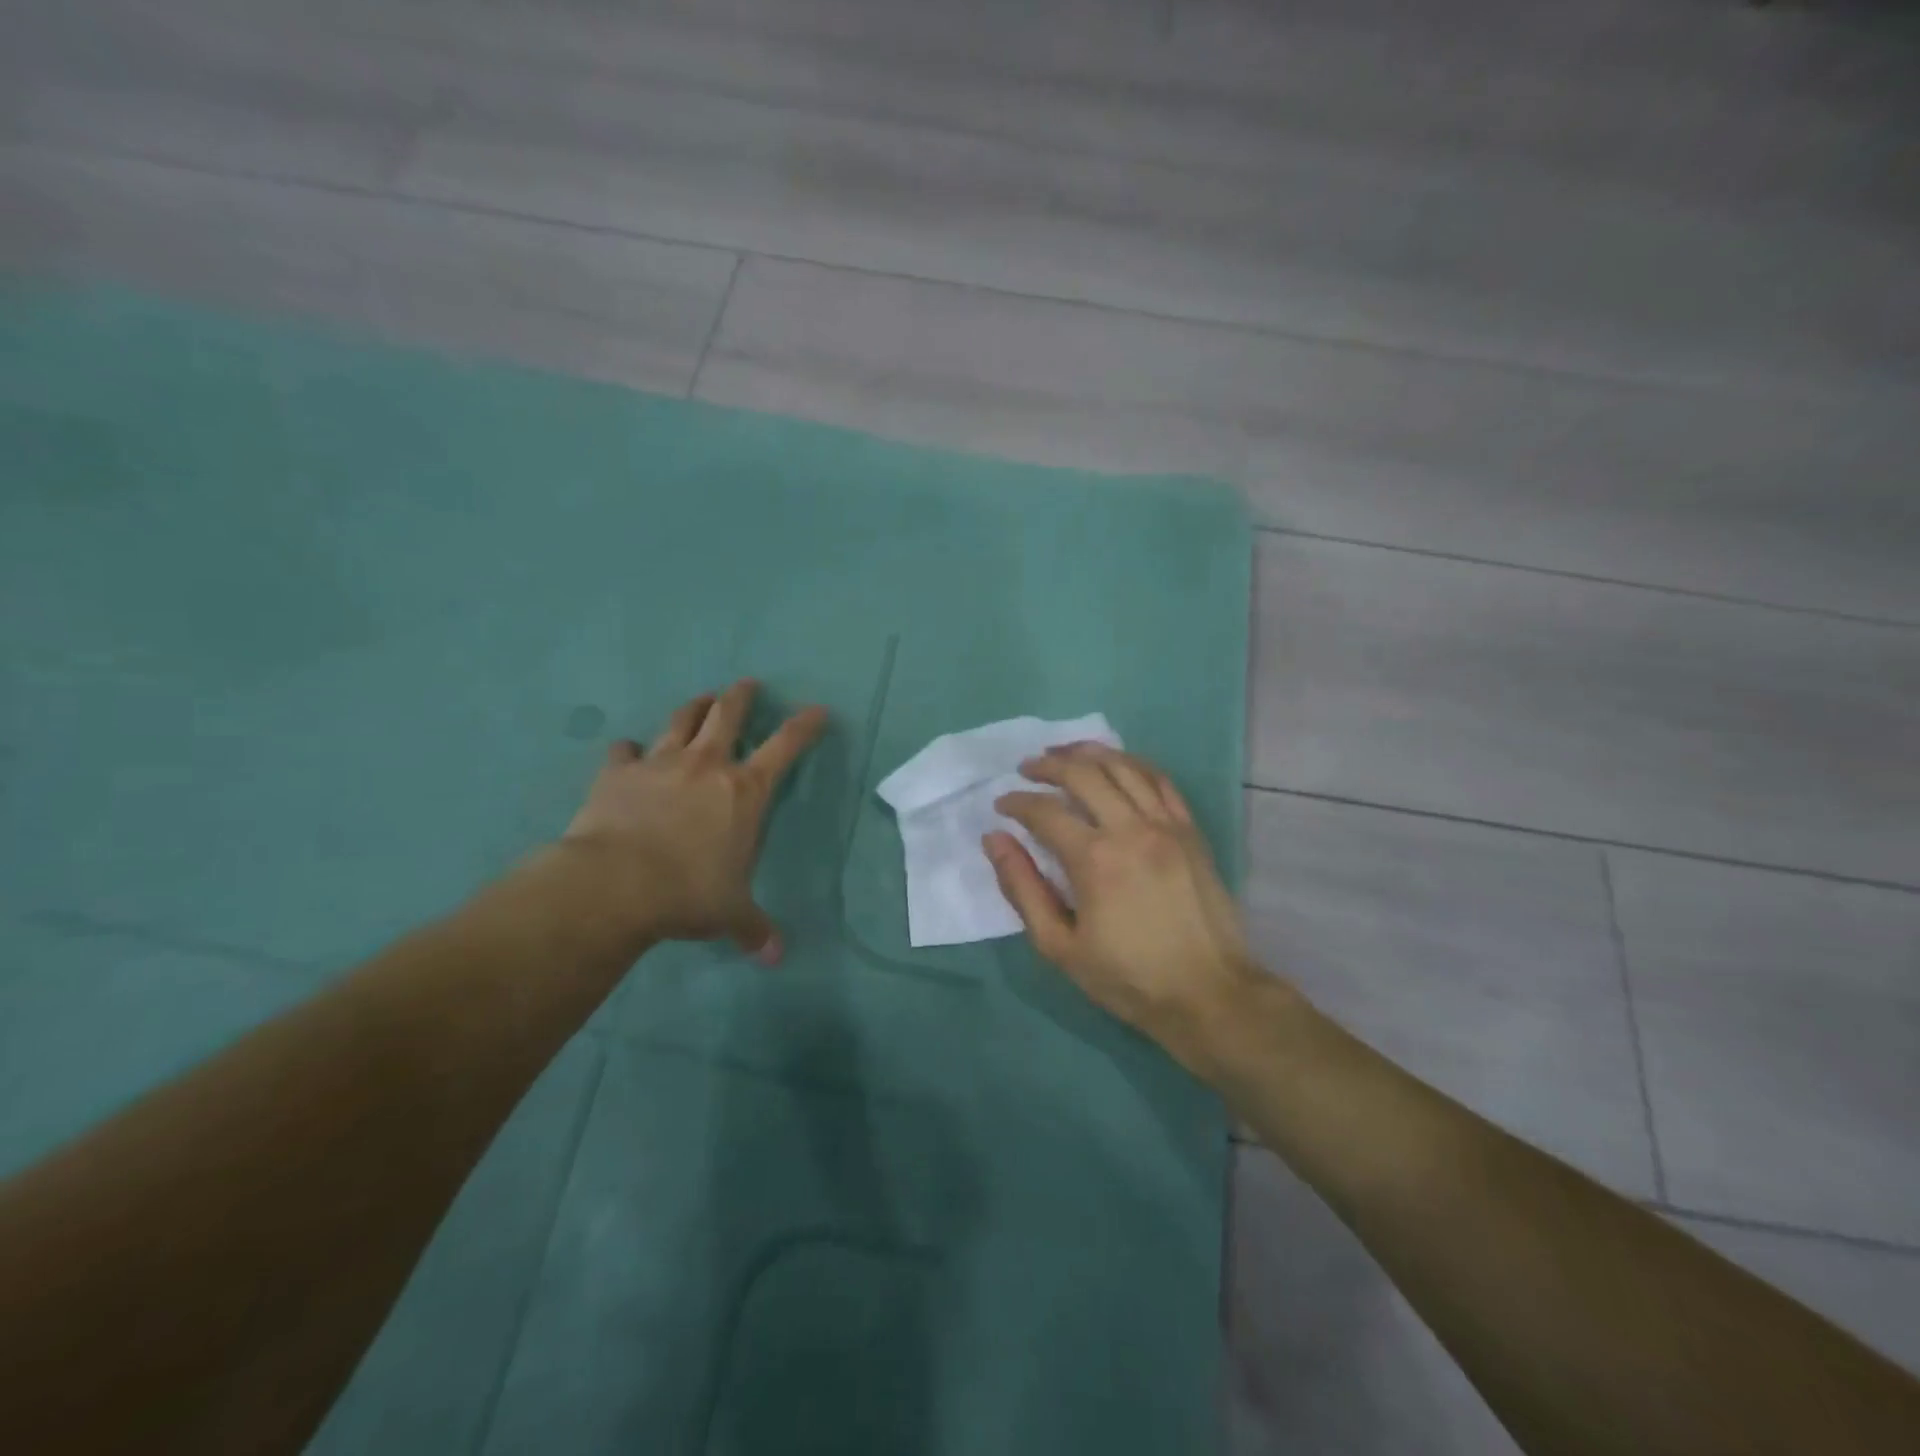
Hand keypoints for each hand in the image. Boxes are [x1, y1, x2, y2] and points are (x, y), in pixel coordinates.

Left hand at [562, 680, 828, 962]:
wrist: (615, 885)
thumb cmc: (688, 893)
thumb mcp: (730, 914)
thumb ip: (755, 929)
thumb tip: (777, 957)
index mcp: (745, 791)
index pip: (786, 746)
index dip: (804, 725)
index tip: (817, 709)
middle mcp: (706, 766)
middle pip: (728, 714)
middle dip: (740, 696)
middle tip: (746, 684)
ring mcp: (660, 764)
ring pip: (681, 721)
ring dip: (694, 707)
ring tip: (700, 699)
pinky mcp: (617, 773)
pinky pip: (624, 751)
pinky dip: (628, 750)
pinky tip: (626, 751)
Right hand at [986, 743, 1262, 1068]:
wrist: (1209, 994)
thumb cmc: (1128, 977)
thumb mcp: (1060, 946)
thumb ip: (1022, 888)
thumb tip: (995, 840)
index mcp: (1094, 859)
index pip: (1045, 811)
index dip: (1017, 802)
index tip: (1002, 805)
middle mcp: (1130, 828)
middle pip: (1083, 774)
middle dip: (1048, 765)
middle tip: (1028, 768)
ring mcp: (1166, 825)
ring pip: (1123, 766)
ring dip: (1088, 753)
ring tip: (1065, 752)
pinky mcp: (1190, 830)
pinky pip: (1159, 780)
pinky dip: (1132, 764)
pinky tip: (1116, 764)